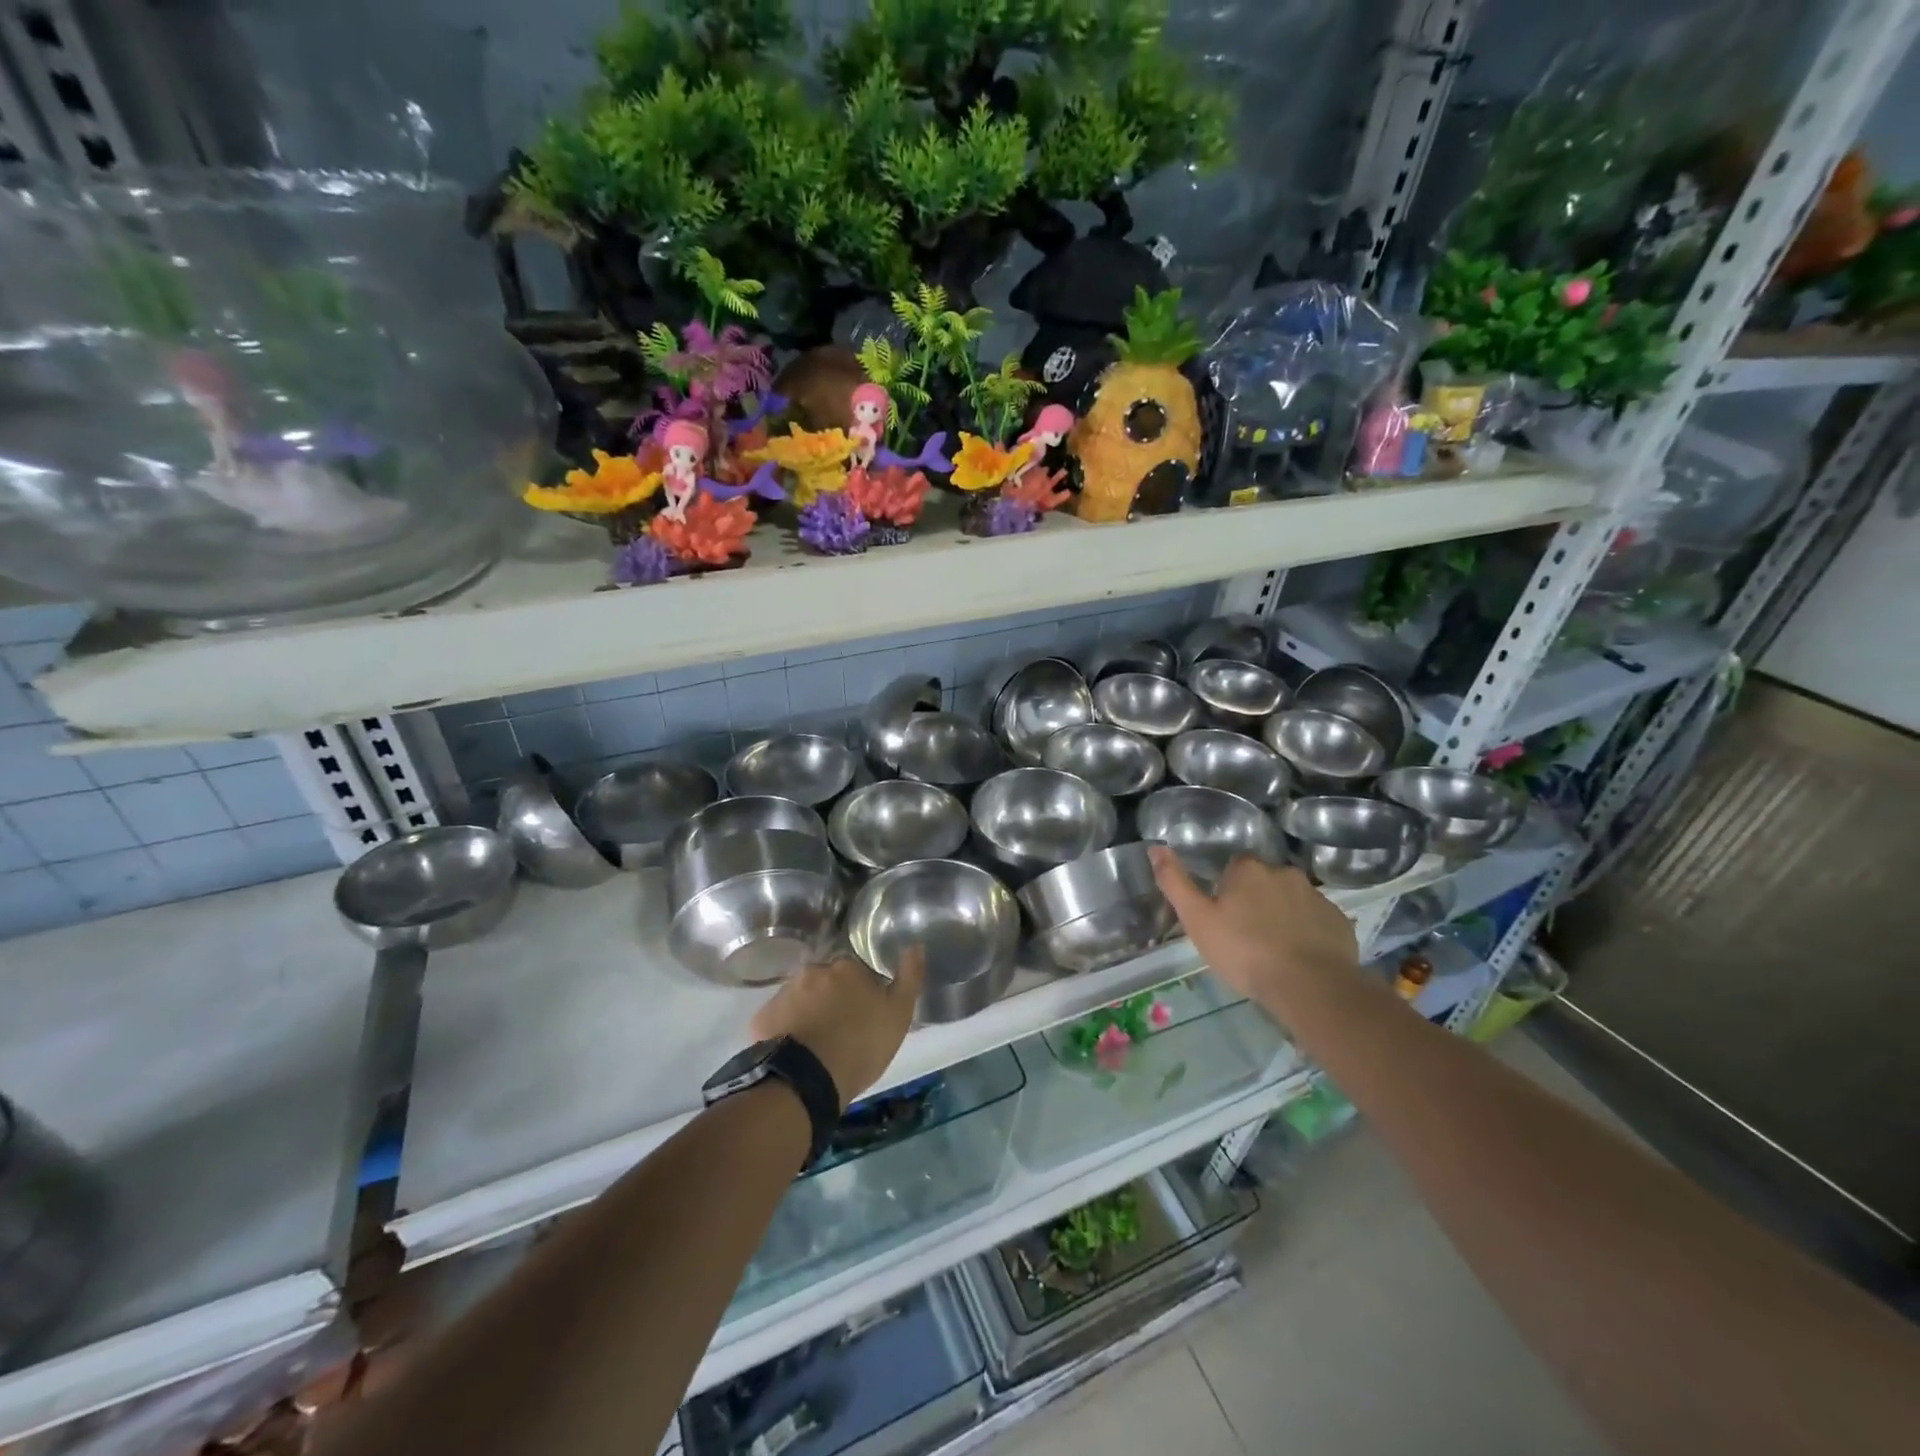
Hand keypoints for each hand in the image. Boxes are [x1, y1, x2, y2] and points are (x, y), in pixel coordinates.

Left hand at [750, 952, 924, 1107]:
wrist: (808, 1081)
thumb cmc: (861, 1045)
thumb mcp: (898, 1014)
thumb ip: (909, 976)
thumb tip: (916, 944)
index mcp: (846, 967)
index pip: (854, 971)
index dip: (860, 992)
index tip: (863, 1014)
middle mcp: (812, 971)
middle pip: (825, 981)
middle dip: (831, 998)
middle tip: (839, 1029)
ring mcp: (784, 993)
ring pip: (800, 998)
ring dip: (808, 1012)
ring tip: (816, 1043)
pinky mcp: (762, 1018)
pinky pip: (778, 1018)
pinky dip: (786, 1029)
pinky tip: (794, 1050)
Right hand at [1149, 848, 1357, 1011]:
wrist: (1310, 986)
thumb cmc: (1244, 951)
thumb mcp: (1197, 920)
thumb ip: (1175, 882)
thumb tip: (1155, 848)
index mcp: (1248, 869)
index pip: (1234, 866)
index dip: (1226, 887)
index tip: (1222, 912)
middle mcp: (1284, 872)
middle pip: (1264, 880)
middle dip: (1256, 899)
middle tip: (1245, 932)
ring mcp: (1316, 896)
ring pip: (1292, 899)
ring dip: (1282, 914)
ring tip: (1273, 948)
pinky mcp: (1338, 921)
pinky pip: (1316, 920)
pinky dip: (1307, 932)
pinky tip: (1300, 956)